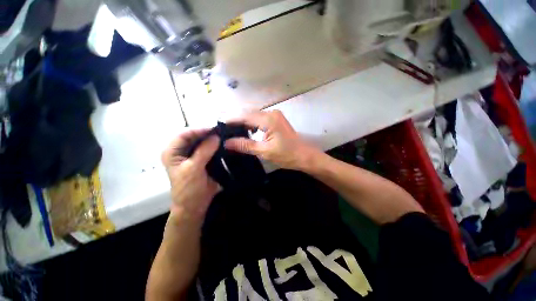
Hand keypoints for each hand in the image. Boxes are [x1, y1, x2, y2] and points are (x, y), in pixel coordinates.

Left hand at [161, 129, 219, 224]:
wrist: (194, 205)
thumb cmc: (188, 189)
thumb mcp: (194, 169)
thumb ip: (204, 151)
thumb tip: (216, 136)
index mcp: (173, 151)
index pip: (185, 134)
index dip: (199, 130)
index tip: (215, 129)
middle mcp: (182, 151)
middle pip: (195, 137)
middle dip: (208, 134)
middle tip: (223, 131)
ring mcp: (193, 155)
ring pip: (203, 142)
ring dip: (213, 139)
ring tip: (226, 136)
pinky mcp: (202, 160)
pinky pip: (209, 149)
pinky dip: (216, 146)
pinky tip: (225, 144)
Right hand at [225, 110, 321, 169]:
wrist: (304, 156)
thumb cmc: (287, 155)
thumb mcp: (264, 151)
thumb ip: (245, 145)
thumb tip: (227, 143)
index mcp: (268, 119)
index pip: (244, 116)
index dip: (230, 120)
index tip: (218, 126)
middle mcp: (271, 113)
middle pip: (248, 114)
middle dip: (235, 121)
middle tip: (222, 130)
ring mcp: (274, 116)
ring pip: (253, 117)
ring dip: (243, 123)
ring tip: (231, 132)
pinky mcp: (276, 120)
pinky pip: (259, 120)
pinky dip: (251, 125)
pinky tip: (245, 132)